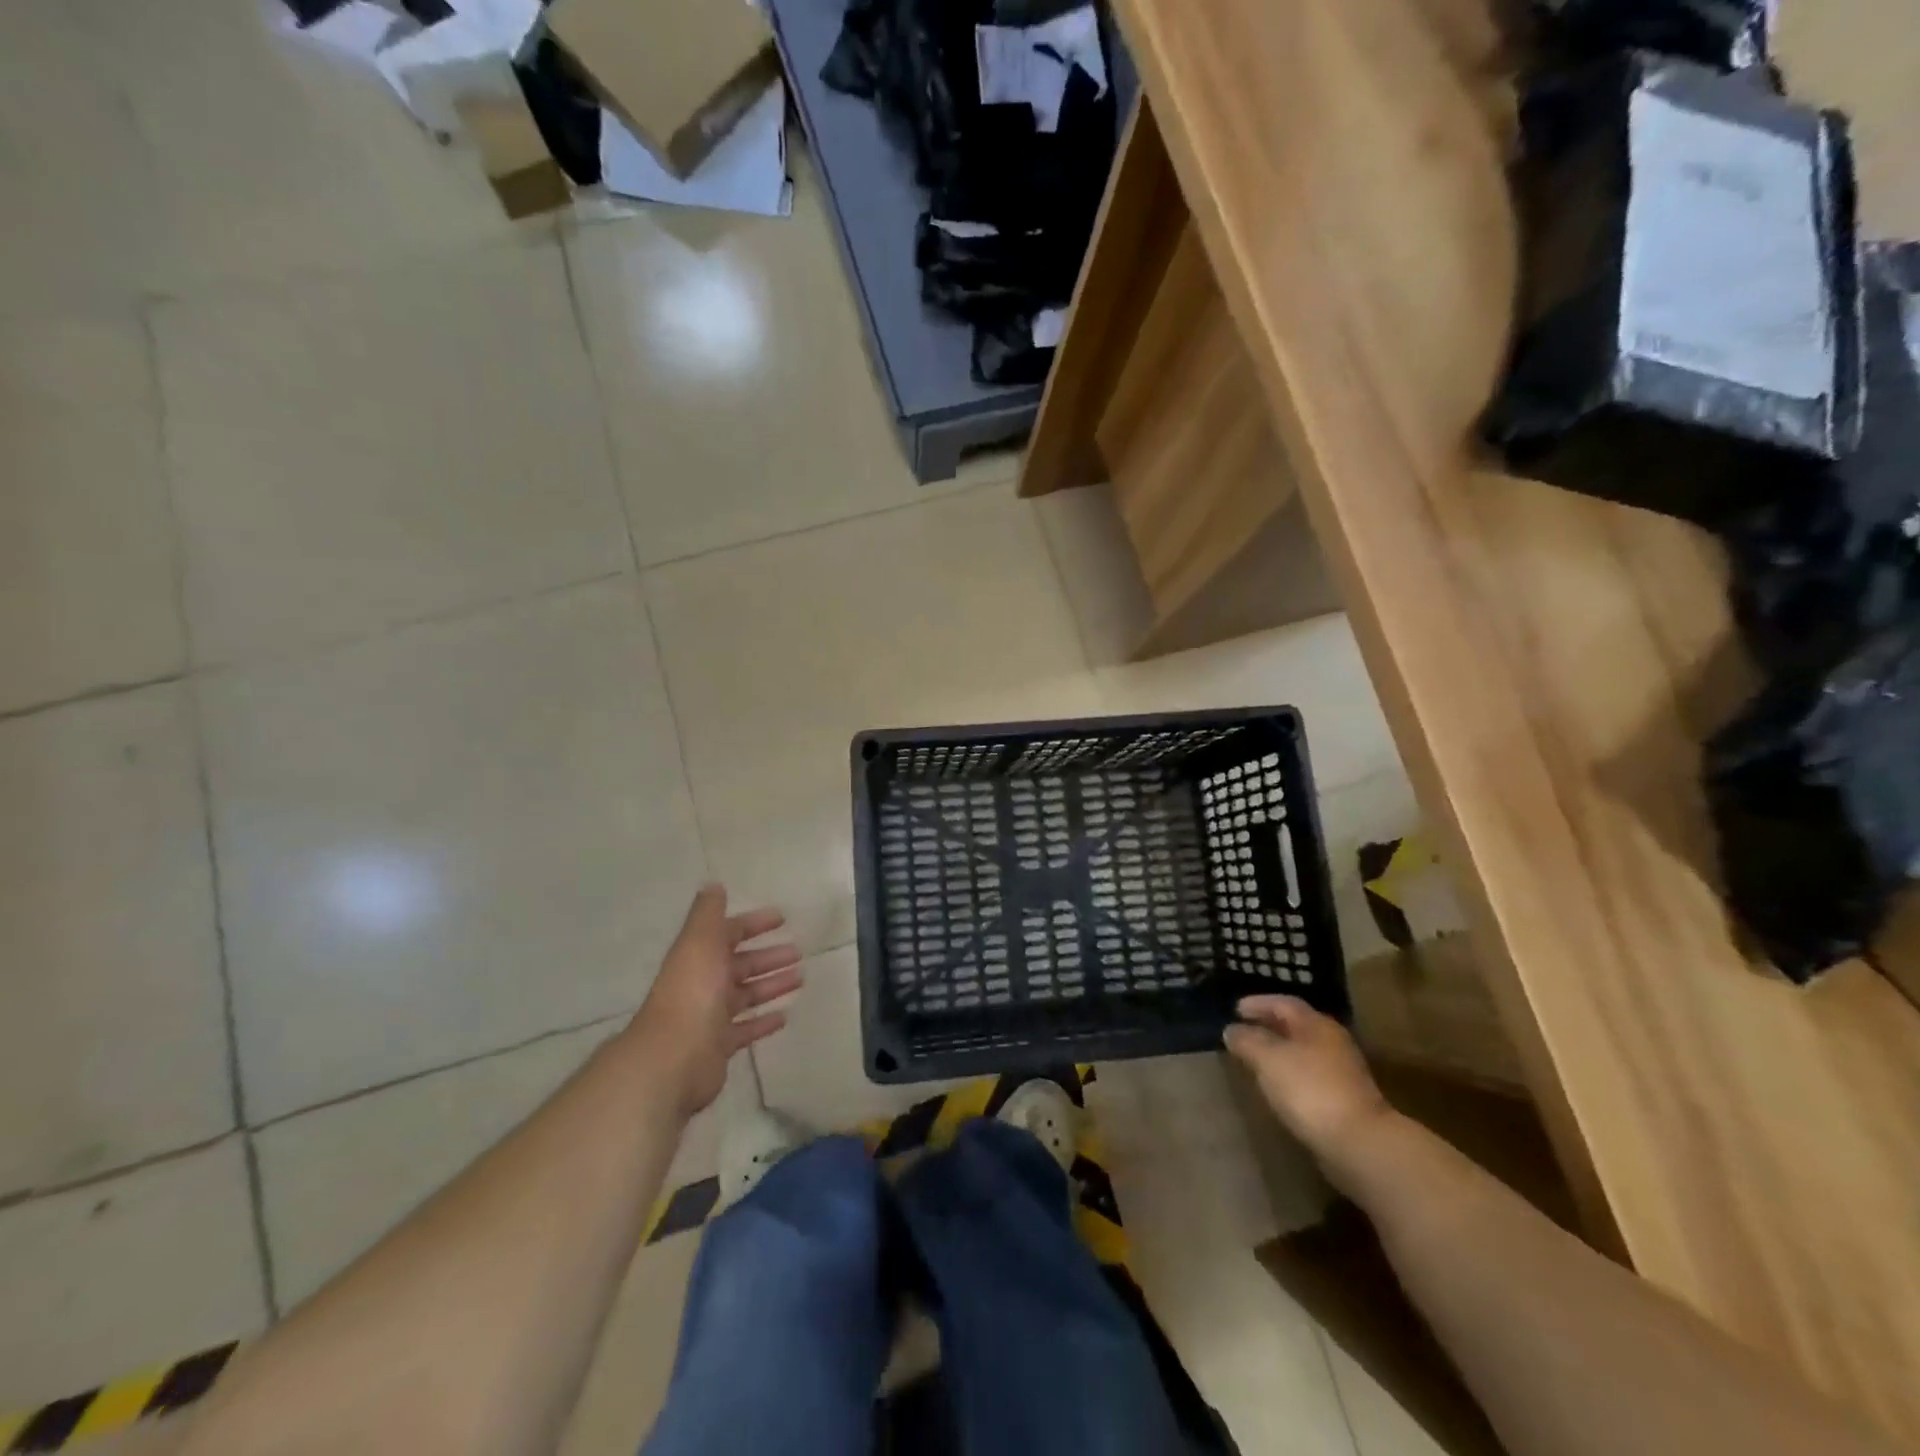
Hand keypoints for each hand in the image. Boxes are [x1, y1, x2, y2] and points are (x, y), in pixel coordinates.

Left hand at [629, 885, 801, 1118]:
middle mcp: (704, 983)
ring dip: (772, 985)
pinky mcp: (720, 1046)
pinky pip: (746, 1029)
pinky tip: (784, 1016)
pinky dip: (764, 1021)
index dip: (753, 924)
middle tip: (799, 952)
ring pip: (747, 995)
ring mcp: (711, 1016)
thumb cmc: (692, 992)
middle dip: (768, 956)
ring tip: (800, 978)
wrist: (673, 1057)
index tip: (782, 918)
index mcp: (699, 956)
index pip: (729, 933)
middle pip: (741, 965)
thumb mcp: (700, 941)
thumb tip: (714, 885)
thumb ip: (708, 914)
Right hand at [1224, 995, 1391, 1163]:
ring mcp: (1342, 1072)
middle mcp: (1332, 1042)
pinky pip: (1309, 1075)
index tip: (1235, 1009)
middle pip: (1295, 1026)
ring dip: (1278, 1051)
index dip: (1258, 1003)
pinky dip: (1289, 1074)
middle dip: (1267, 1026)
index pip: (1283, 1003)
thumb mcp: (1268, 1059)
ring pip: (1303, 1051)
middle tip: (1242, 1032)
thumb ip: (1247, 1041)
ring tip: (1254, 1059)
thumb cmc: (1309, 1089)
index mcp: (1316, 1024)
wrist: (1359, 1144)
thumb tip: (1231, 1030)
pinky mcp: (1344, 1100)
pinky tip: (1276, 1086)